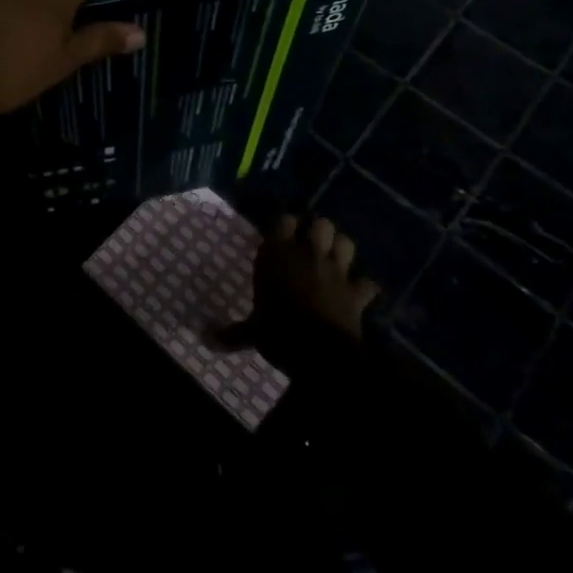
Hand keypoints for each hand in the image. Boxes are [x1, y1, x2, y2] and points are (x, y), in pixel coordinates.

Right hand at [224, 215, 376, 375]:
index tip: (282, 231)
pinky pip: (368, 283)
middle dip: (319, 230)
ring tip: (335, 257)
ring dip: (342, 248)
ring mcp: (336, 271)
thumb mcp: (252, 333)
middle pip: (321, 224)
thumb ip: (232, 333)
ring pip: (347, 242)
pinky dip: (365, 286)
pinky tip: (360, 291)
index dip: (286, 224)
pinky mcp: (356, 292)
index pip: (284, 220)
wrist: (319, 352)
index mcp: (277, 255)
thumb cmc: (278, 333)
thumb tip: (204, 339)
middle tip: (311, 243)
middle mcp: (308, 255)